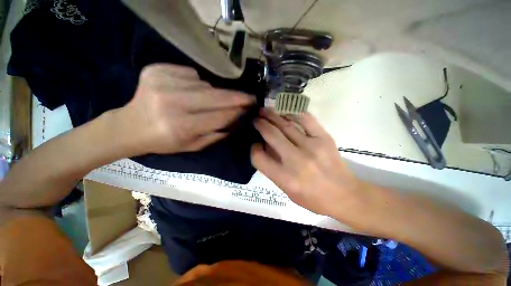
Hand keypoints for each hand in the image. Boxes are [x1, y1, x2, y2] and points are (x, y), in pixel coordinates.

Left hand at [115, 64, 254, 154]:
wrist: (129, 126)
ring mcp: (162, 82)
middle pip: (215, 96)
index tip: (251, 107)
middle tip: (250, 97)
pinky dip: (195, 82)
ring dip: (211, 93)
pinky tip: (186, 91)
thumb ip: (216, 134)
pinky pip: (190, 74)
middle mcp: (171, 103)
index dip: (237, 111)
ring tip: (203, 101)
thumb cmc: (164, 141)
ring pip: (204, 84)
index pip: (220, 116)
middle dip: (237, 97)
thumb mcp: (193, 146)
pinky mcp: (155, 70)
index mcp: (181, 127)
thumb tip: (236, 120)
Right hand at [251, 108, 366, 217]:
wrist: (345, 195)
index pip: (259, 157)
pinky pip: (306, 119)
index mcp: (285, 177)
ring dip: (272, 116)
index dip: (254, 149)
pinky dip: (293, 113)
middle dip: (260, 124)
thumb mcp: (287, 190)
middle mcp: (296, 160)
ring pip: (286, 125)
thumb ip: (273, 169)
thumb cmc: (313, 197)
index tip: (256, 144)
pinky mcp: (324, 138)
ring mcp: (311, 146)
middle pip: (271, 135)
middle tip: (256, 119)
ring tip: (265, 111)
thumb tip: (265, 147)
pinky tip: (286, 112)